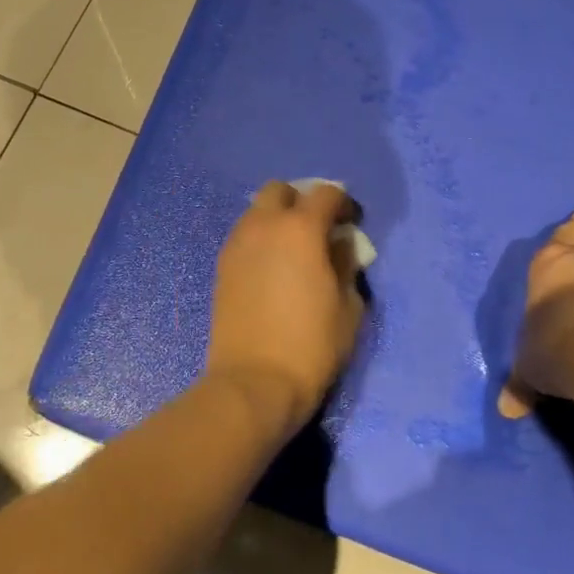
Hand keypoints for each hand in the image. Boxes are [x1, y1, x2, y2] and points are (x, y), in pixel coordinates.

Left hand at [205, 180, 366, 432]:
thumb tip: (341, 244)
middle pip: (281, 190)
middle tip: (318, 230)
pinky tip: (272, 268)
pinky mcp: (222, 266)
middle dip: (302, 201)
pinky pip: (244, 235)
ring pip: (257, 211)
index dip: (344, 204)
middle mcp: (264, 225)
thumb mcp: (349, 306)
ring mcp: (238, 244)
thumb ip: (347, 264)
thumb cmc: (312, 345)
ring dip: (277, 219)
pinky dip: (260, 239)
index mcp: (301, 229)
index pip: (326, 194)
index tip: (352, 224)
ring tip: (293, 250)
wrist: (254, 382)